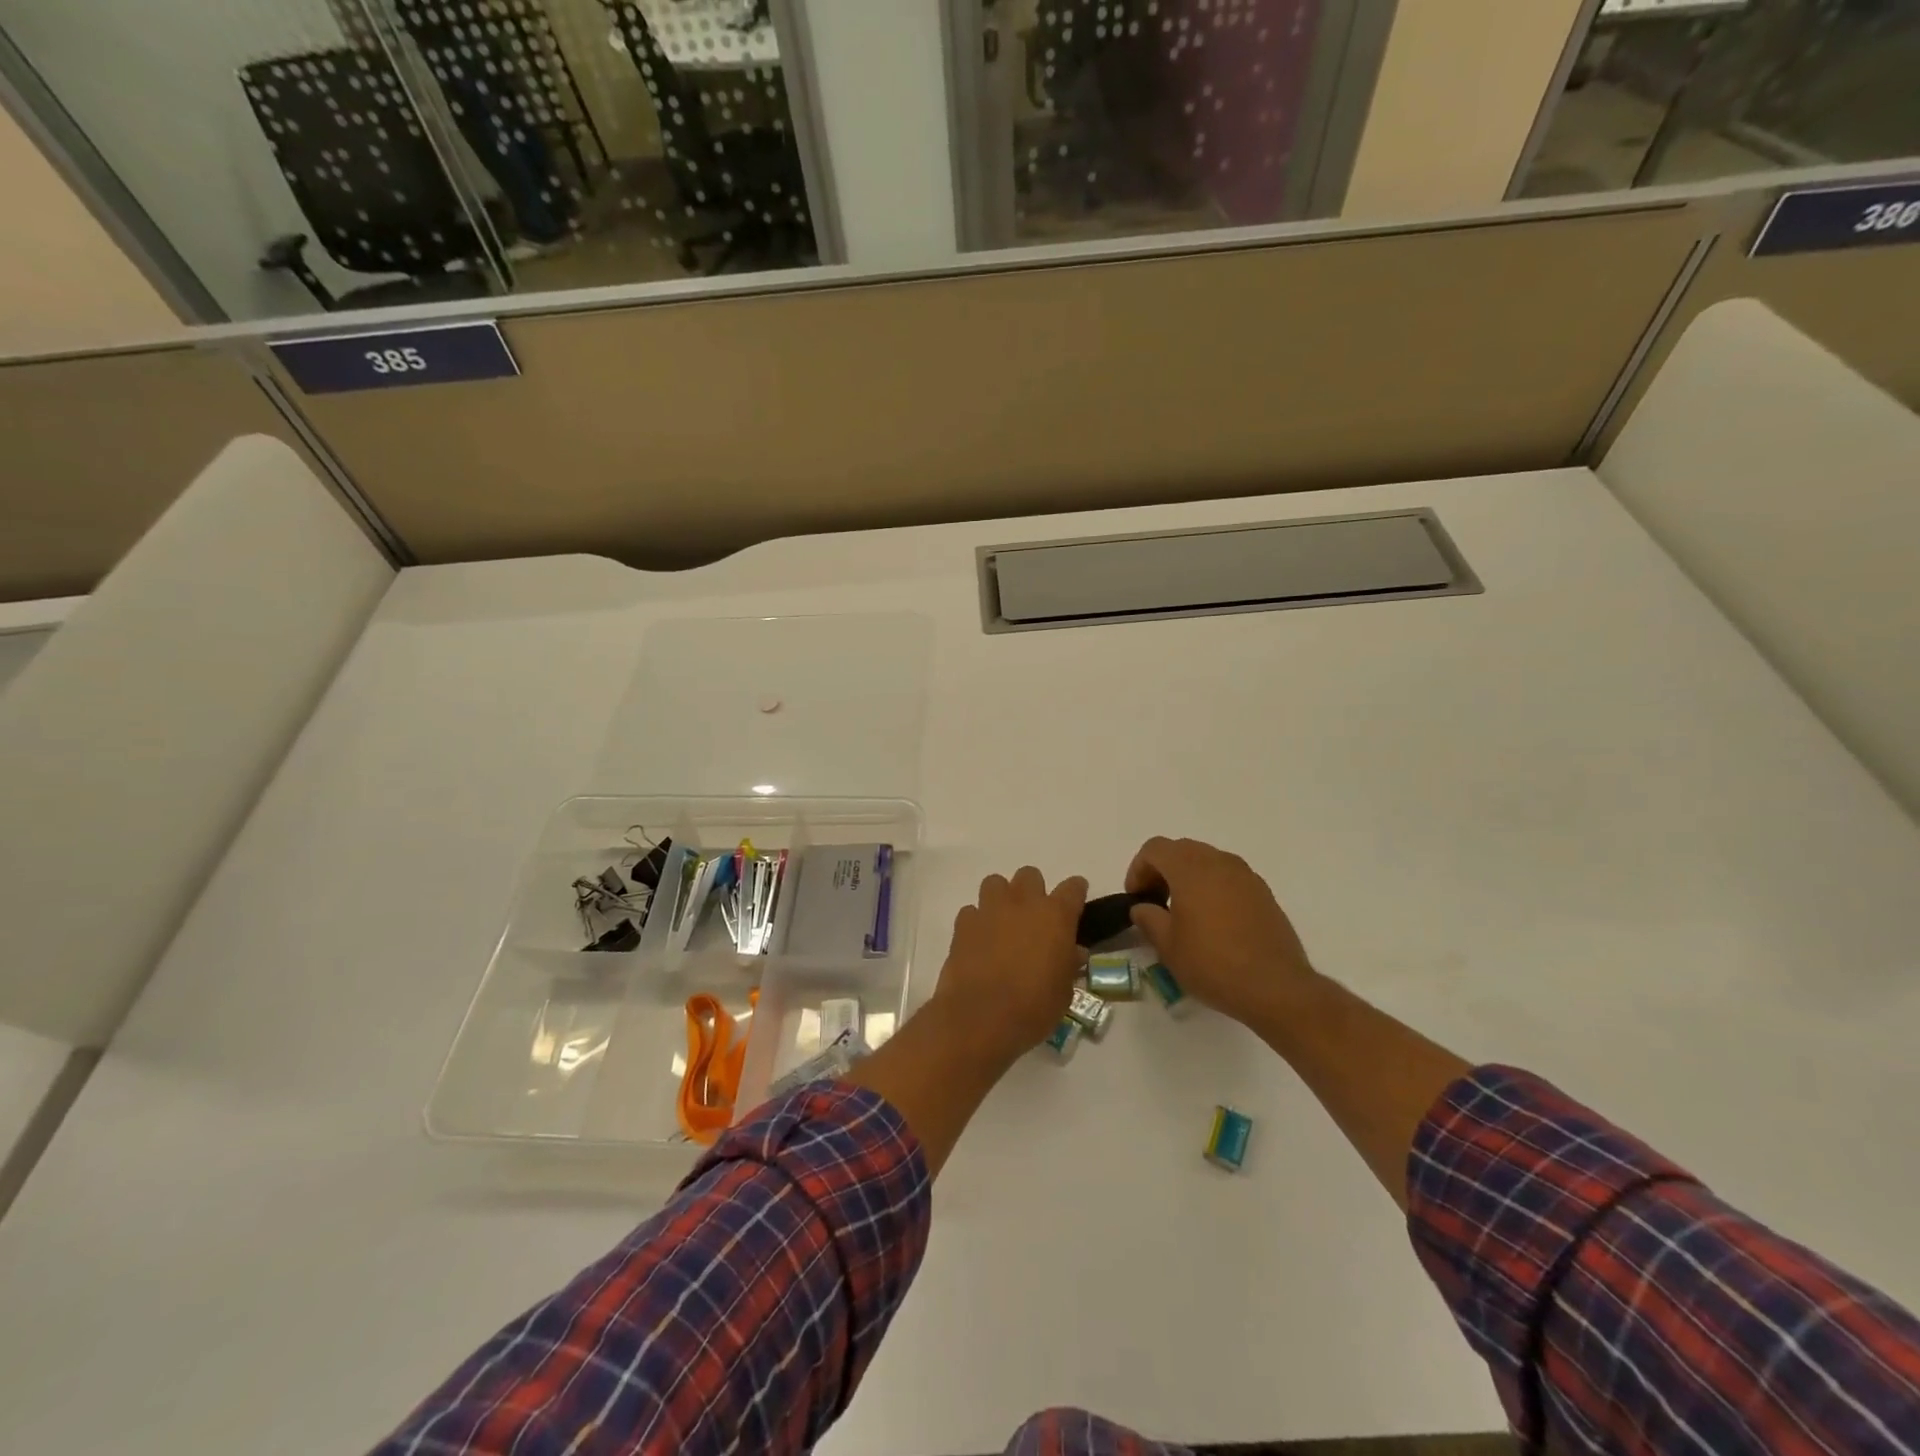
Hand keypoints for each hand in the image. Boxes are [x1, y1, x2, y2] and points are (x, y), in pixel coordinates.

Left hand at [928, 867, 1088, 1068]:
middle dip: (1033, 890)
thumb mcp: (1064, 991)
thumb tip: (1072, 952)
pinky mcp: (963, 924)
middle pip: (1030, 875)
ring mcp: (990, 910)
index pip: (1073, 888)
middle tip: (1034, 917)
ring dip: (1002, 897)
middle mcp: (1023, 903)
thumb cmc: (1034, 1007)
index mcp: (1056, 916)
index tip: (1075, 901)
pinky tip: (979, 941)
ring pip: (995, 883)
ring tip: (1003, 922)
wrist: (981, 1017)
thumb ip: (1068, 964)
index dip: (1075, 892)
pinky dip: (977, 921)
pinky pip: (971, 911)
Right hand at [1125, 837, 1315, 1026]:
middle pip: (1181, 849)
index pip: (1155, 848)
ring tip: (1183, 911)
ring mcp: (1245, 875)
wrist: (1276, 987)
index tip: (1136, 898)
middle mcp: (1219, 862)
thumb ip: (1148, 918)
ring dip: (1188, 877)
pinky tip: (1213, 920)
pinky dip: (1212, 886)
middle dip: (1162, 870)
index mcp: (1190, 869)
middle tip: (1155, 901)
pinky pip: (1228, 877)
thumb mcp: (1167, 946)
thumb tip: (1143, 907)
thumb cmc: (1213, 964)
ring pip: (1207, 860)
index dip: (1138, 869)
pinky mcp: (1263, 893)